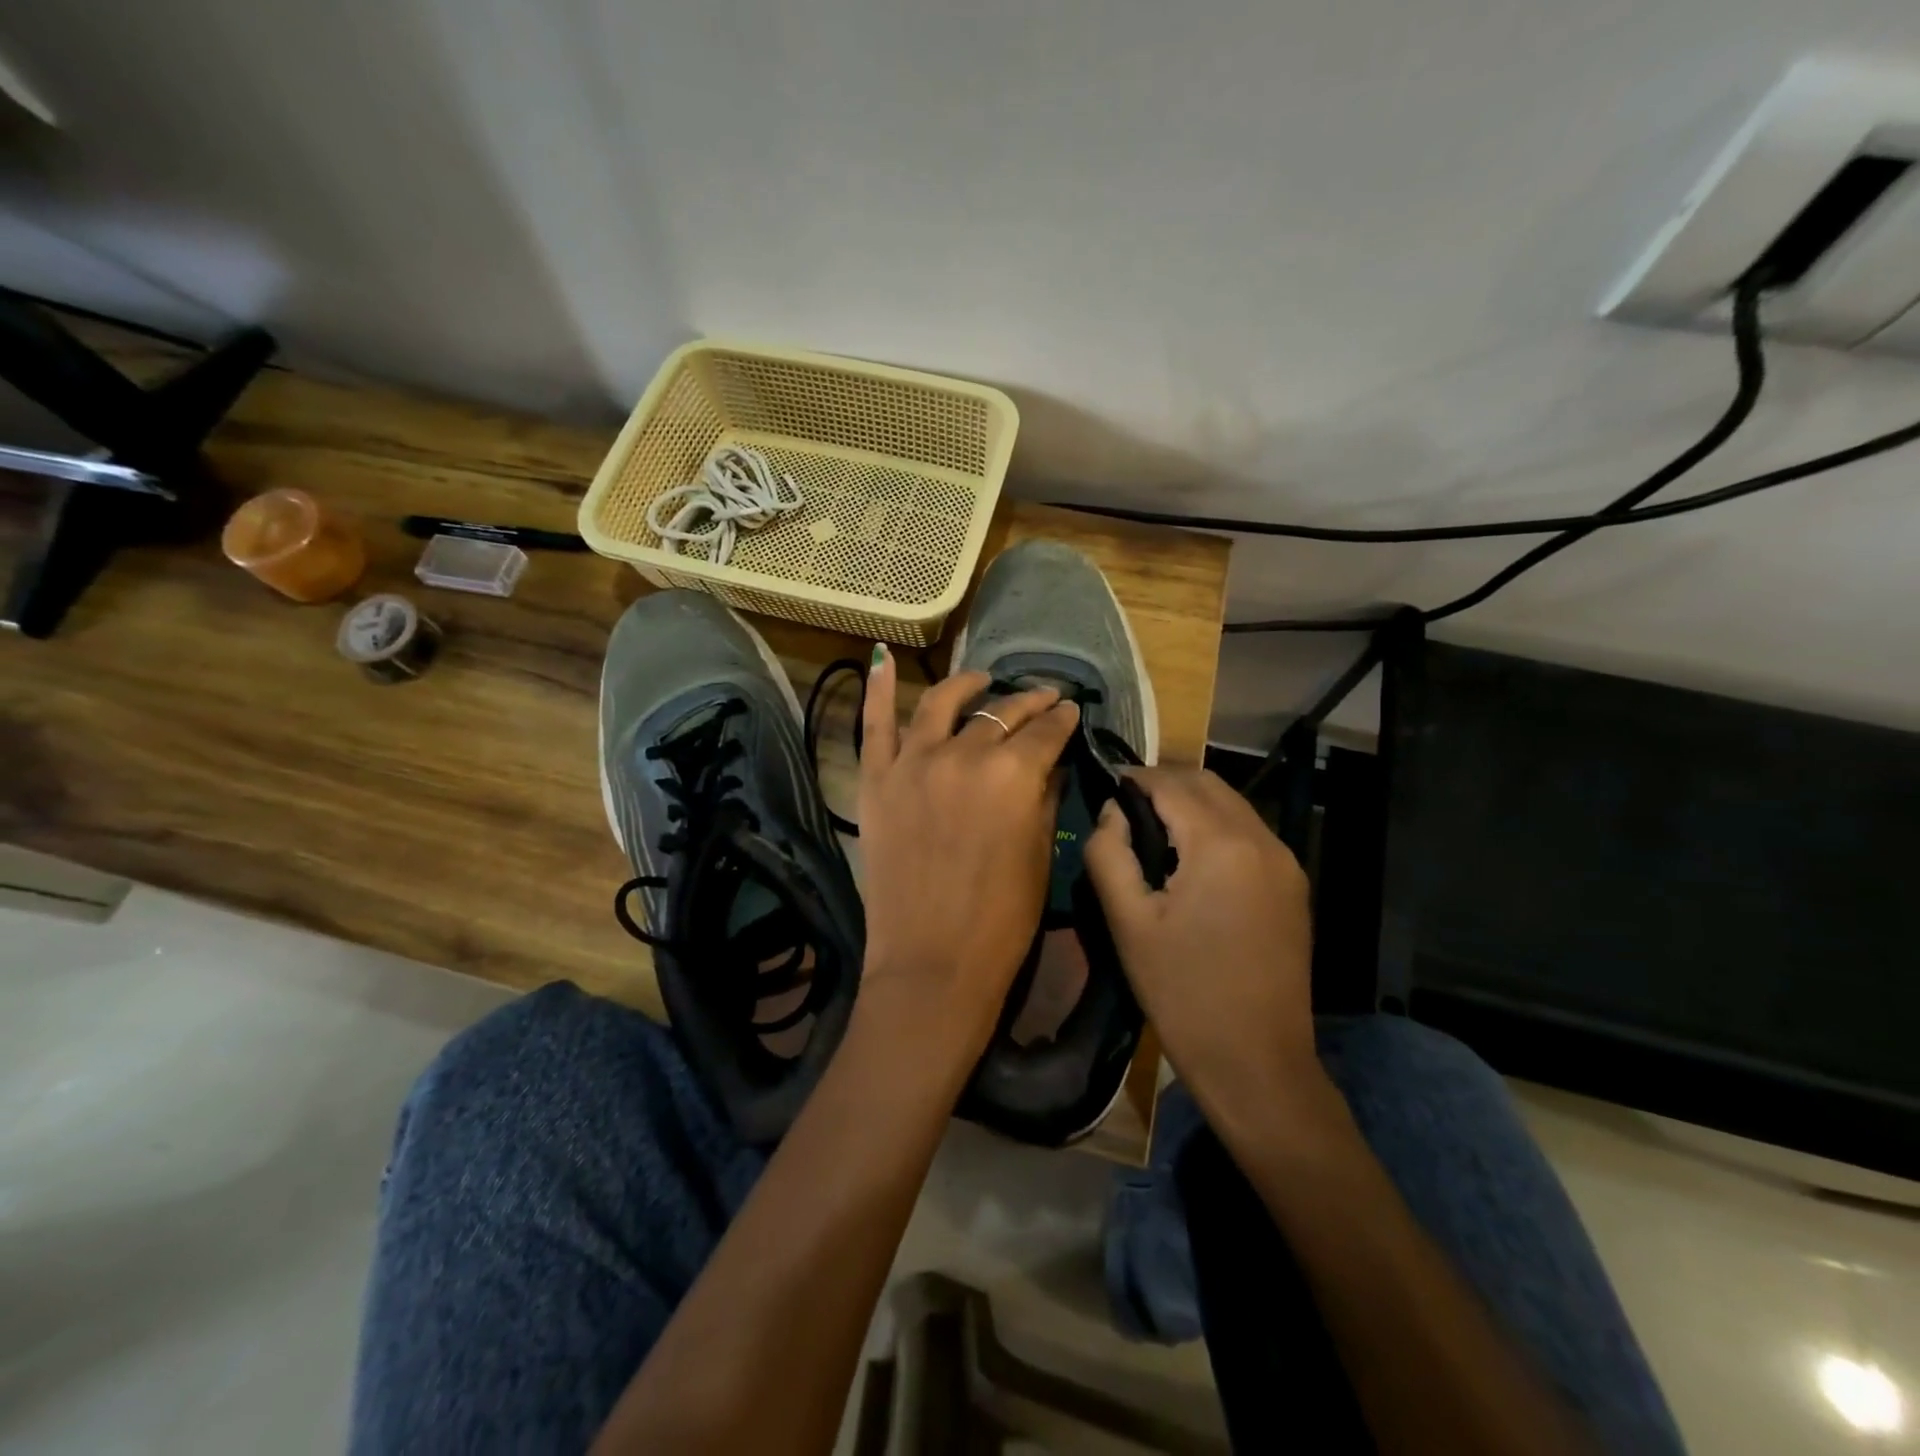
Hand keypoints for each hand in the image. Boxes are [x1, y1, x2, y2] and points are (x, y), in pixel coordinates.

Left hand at [855, 647, 1079, 1066]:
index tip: (1070, 711)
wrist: (931, 963)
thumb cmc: (1001, 920)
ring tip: (981, 679)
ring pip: (942, 703)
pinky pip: (874, 724)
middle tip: (1043, 698)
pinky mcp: (878, 780)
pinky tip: (881, 660)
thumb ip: (1043, 796)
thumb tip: (1047, 763)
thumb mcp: (1040, 854)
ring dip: (967, 685)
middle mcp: (964, 754)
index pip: (1046, 732)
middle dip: (1028, 703)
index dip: (1063, 719)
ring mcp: (914, 763)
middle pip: (1001, 714)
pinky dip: (876, 688)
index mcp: (1014, 774)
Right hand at [1084, 768, 1326, 1124]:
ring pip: (1232, 804)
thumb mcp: (1128, 922)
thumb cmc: (1182, 992)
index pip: (1172, 784)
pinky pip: (1249, 832)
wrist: (1257, 1062)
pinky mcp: (1293, 886)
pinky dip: (1216, 825)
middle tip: (1125, 802)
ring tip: (1152, 825)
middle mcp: (1262, 840)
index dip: (1135, 777)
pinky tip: (1190, 854)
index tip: (1106, 782)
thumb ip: (1109, 853)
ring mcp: (1285, 862)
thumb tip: (1111, 812)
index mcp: (1220, 844)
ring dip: (1192, 800)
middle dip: (1165, 781)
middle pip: (1208, 783)